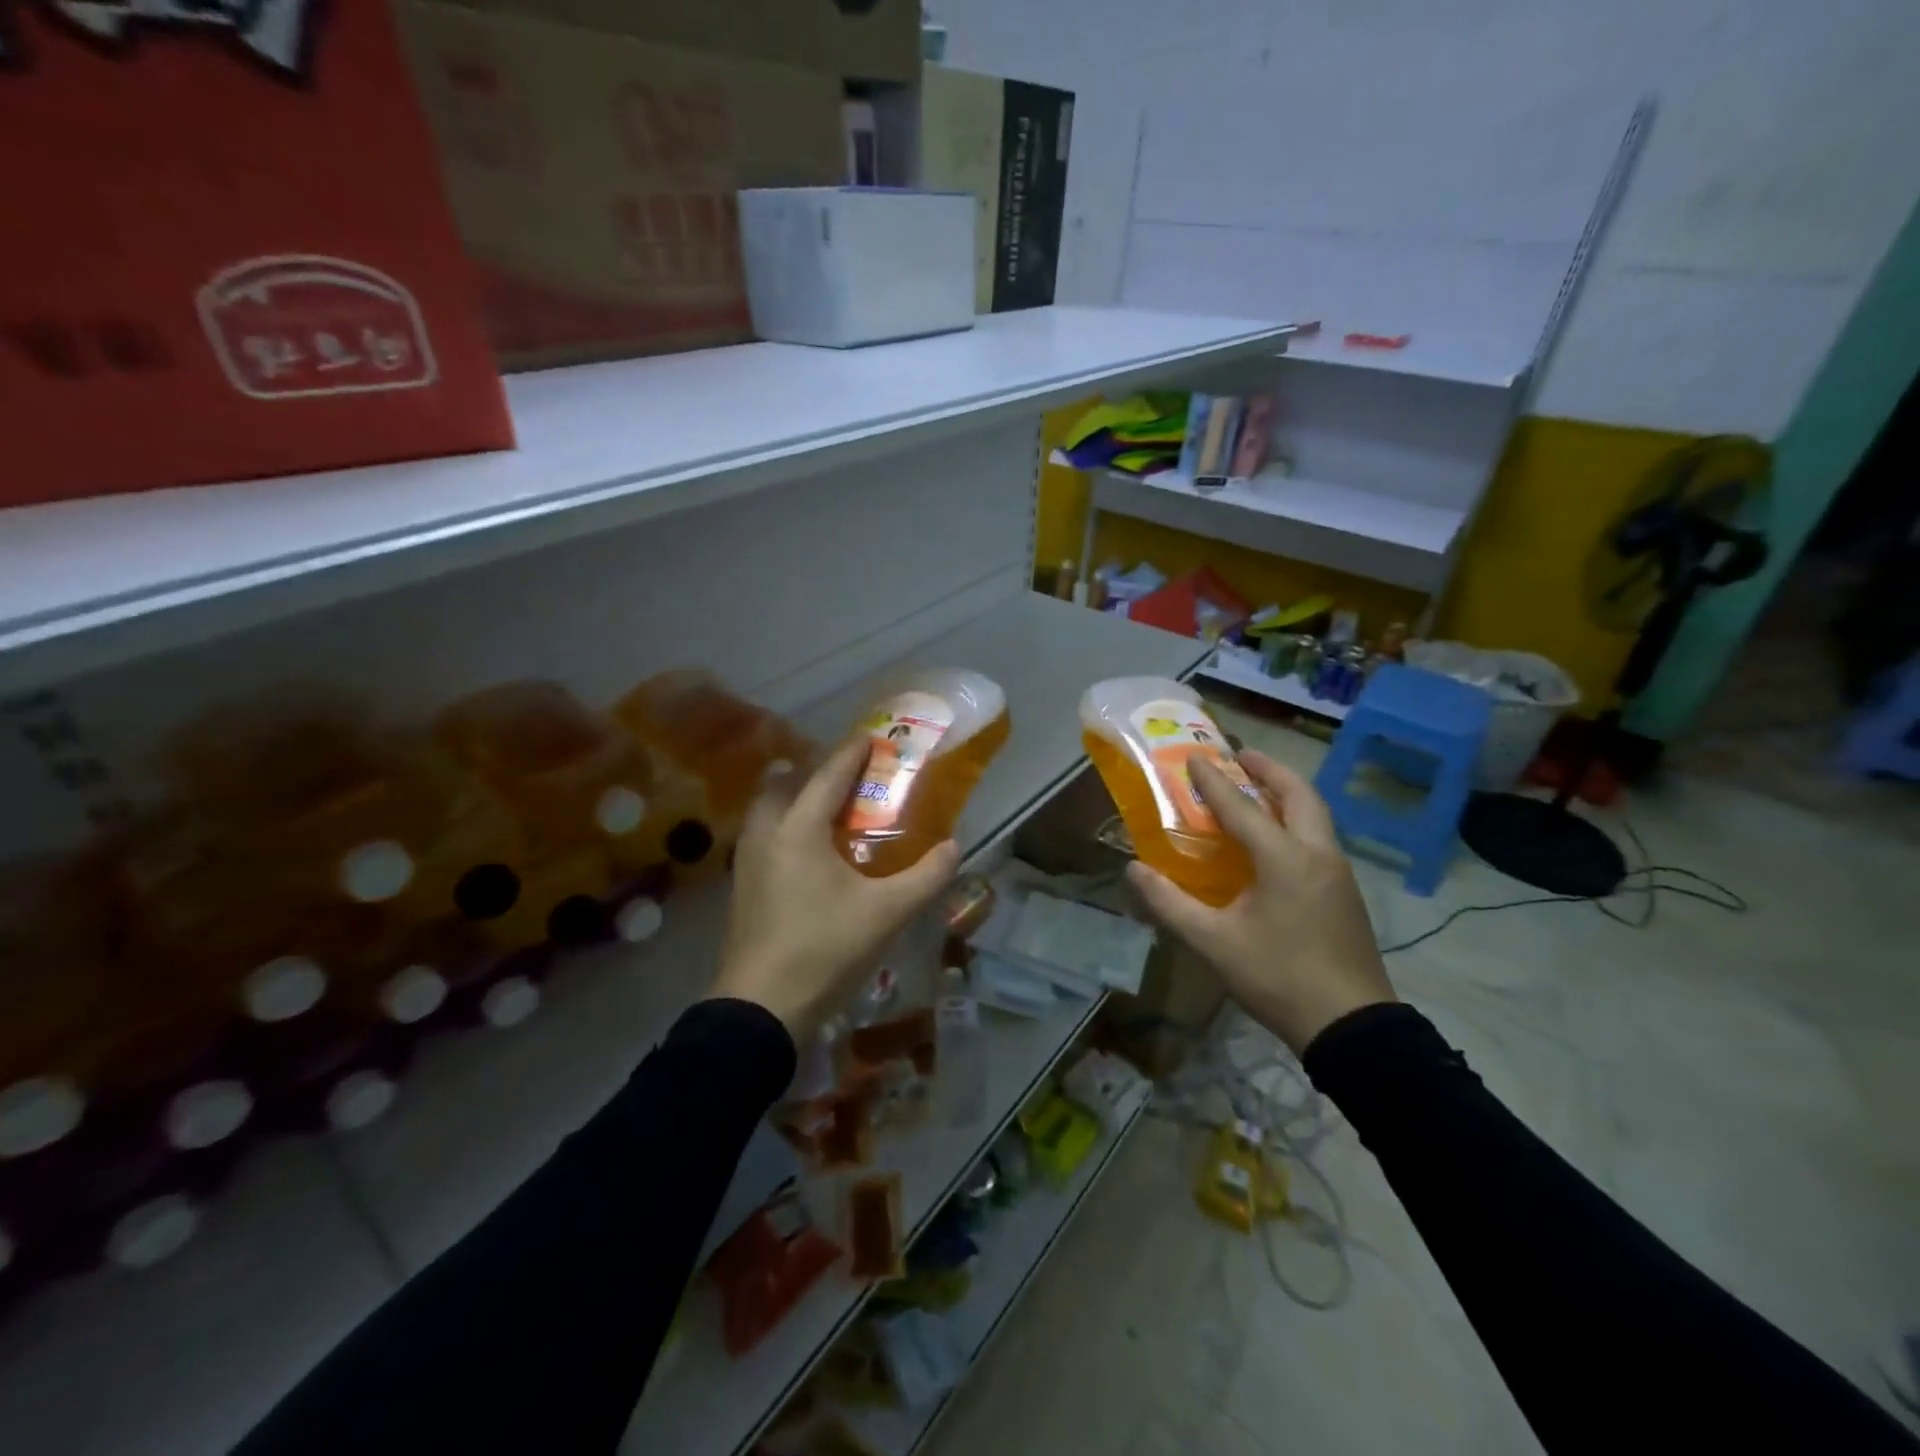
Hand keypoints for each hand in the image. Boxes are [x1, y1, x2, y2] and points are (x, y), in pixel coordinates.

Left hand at [710, 737, 959, 1040]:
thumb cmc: (825, 950)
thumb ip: (926, 876)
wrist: (761, 1007)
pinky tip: (809, 852)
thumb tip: (953, 847)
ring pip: (768, 808)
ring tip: (830, 811)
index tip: (874, 737)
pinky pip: (763, 834)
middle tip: (850, 779)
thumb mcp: (888, 913)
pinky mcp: (742, 884)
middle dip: (817, 771)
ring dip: (796, 798)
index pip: (829, 774)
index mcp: (800, 828)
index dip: (854, 752)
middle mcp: (767, 832)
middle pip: (787, 782)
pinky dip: (785, 825)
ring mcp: (747, 859)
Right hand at [1126, 750, 1394, 1054]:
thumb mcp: (1213, 943)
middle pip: (1299, 795)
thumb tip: (1133, 870)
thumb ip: (1170, 903)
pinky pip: (1319, 838)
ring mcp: (1338, 873)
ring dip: (1287, 793)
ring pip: (1316, 815)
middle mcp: (1317, 854)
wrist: (1351, 1027)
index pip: (1242, 807)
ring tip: (1258, 789)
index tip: (1195, 756)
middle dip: (1270, 770)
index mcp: (1285, 858)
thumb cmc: (1278, 977)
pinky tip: (1277, 839)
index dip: (1214, 781)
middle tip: (1241, 757)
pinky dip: (1297, 819)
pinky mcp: (1346, 893)